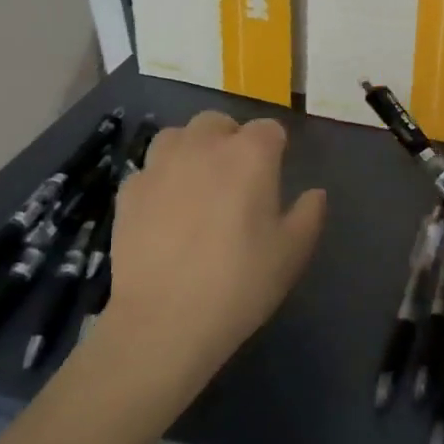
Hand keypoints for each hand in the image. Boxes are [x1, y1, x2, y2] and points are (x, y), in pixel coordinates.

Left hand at [103, 111, 326, 379]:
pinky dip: (160, 180)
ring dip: (191, 149)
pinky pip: (148, 170)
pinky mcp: (128, 191)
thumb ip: (309, 214)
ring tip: (197, 182)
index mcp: (250, 155)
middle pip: (218, 122)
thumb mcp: (292, 253)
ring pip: (177, 136)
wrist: (164, 321)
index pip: (269, 129)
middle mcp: (203, 147)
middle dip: (230, 139)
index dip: (275, 148)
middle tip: (237, 177)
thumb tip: (315, 193)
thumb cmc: (240, 283)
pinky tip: (164, 210)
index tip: (276, 174)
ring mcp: (160, 166)